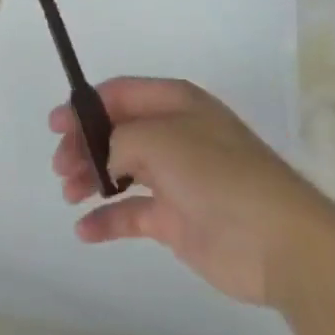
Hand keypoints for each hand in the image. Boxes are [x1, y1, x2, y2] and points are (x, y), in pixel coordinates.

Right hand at [49, 77, 334, 306]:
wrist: (277, 240)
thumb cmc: (218, 173)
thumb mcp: (162, 139)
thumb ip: (122, 139)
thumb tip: (105, 154)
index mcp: (174, 102)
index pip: (121, 93)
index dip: (86, 105)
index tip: (56, 124)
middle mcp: (173, 133)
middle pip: (117, 130)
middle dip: (84, 143)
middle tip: (60, 165)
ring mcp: (175, 177)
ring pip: (121, 169)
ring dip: (91, 178)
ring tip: (69, 192)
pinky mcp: (177, 220)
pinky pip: (133, 213)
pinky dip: (108, 220)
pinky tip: (84, 230)